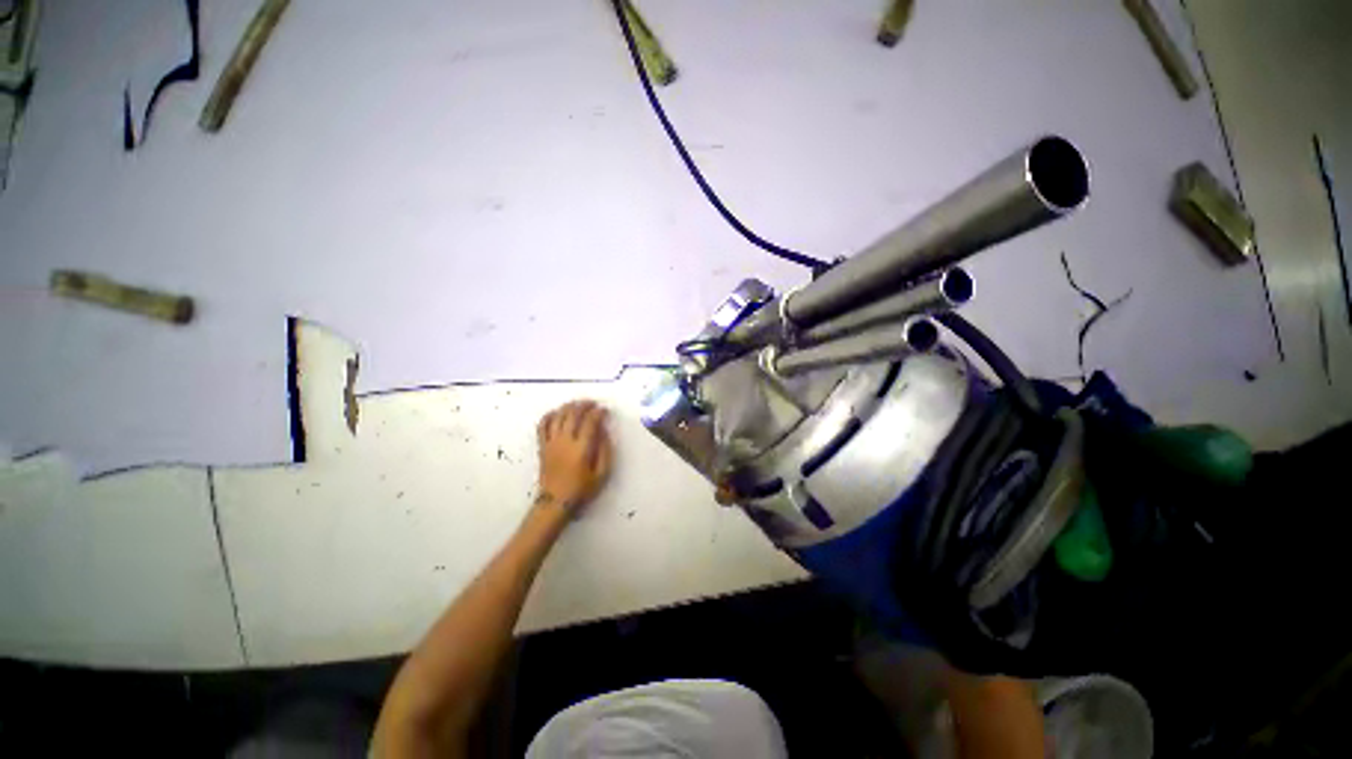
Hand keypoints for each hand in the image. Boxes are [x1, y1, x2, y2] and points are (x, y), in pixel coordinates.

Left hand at [536, 400, 613, 514]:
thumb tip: (604, 431)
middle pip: (573, 414)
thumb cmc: (581, 490)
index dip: (598, 413)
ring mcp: (551, 442)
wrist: (555, 503)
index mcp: (581, 448)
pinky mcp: (542, 446)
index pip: (590, 422)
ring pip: (559, 415)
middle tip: (593, 404)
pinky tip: (557, 412)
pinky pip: (543, 425)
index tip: (605, 410)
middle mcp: (565, 441)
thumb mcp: (602, 474)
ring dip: (569, 406)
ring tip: (578, 404)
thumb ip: (605, 451)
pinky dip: (550, 415)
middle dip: (584, 405)